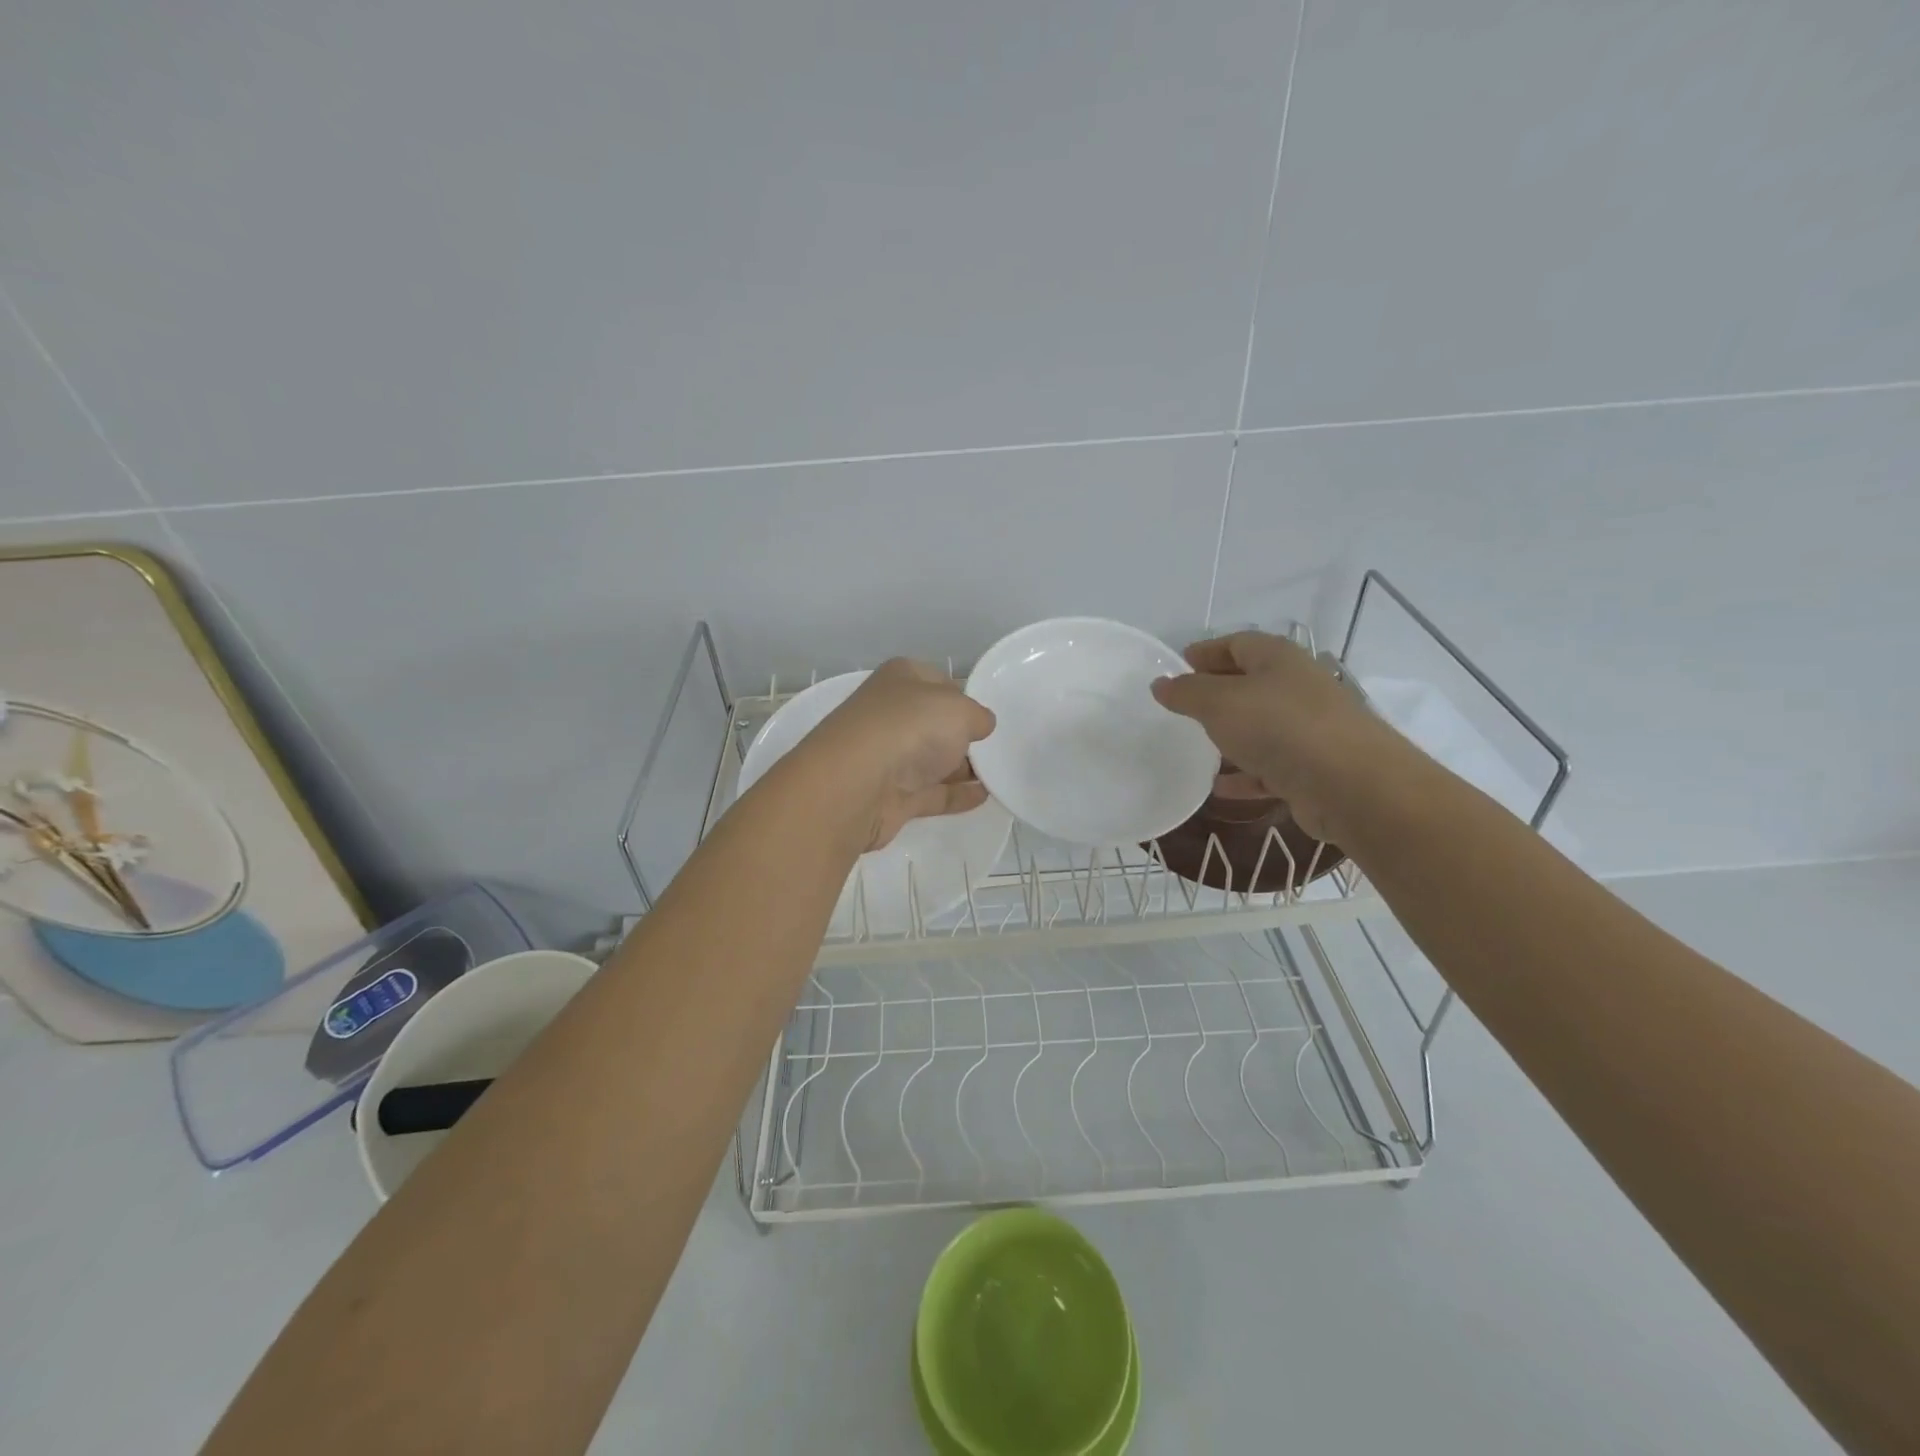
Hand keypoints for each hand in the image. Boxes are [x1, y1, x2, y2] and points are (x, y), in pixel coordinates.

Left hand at [796, 658, 996, 852]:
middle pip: (933, 723)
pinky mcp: (891, 797)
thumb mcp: (960, 709)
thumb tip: (980, 725)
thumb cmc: (910, 728)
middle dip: (962, 734)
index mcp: (900, 679)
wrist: (857, 784)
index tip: (985, 713)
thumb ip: (977, 716)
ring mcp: (887, 757)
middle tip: (996, 746)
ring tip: (999, 773)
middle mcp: (890, 714)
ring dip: (962, 767)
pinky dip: (956, 794)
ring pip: (931, 760)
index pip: (936, 681)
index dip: (962, 695)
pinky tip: (984, 796)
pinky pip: (932, 793)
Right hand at [1149, 631, 1395, 842]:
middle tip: (1181, 708)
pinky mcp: (1312, 769)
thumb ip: (1186, 692)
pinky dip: (1244, 775)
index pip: (1237, 643)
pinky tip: (1218, 788)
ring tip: (1194, 748)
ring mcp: (1308, 729)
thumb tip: (1160, 683)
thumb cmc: (1279, 727)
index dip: (1206, 651)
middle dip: (1215, 694)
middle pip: (1249, 684)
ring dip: (1229, 737)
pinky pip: (1269, 767)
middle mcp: (1296, 688)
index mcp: (1277, 659)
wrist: (1351, 786)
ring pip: (1259, 728)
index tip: (1177, 666)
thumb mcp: (1219, 703)